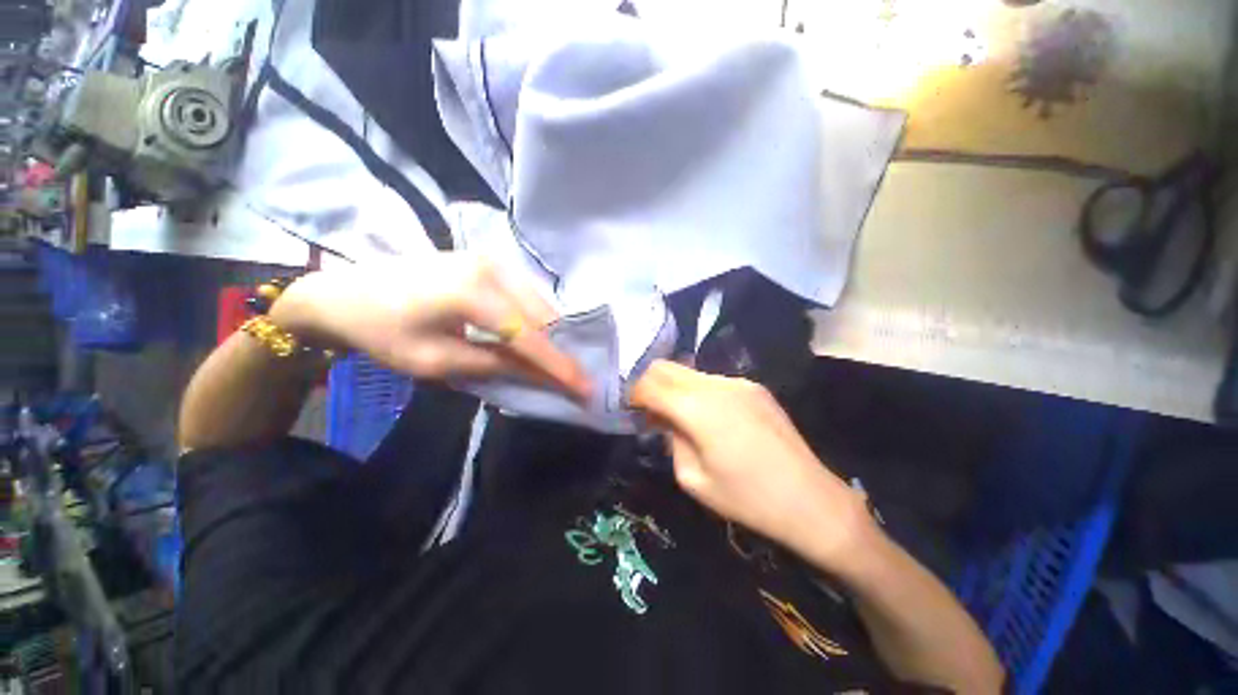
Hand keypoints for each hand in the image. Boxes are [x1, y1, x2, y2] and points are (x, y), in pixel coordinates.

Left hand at [270, 253, 590, 400]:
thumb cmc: (380, 331)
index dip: (559, 365)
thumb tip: (540, 376)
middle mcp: (492, 267)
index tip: (585, 388)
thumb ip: (494, 365)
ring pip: (539, 304)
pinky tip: (539, 338)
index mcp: (471, 292)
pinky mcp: (490, 261)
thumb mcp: (435, 361)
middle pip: (542, 316)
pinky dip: (537, 320)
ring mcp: (493, 259)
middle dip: (561, 350)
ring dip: (552, 335)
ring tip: (561, 363)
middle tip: (576, 379)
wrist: (342, 292)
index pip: (528, 336)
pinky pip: (527, 295)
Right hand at [630, 360, 871, 569]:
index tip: (632, 410)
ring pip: (689, 372)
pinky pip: (713, 381)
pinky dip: (698, 392)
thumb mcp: (693, 479)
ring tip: (679, 416)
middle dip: (650, 384)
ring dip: (675, 388)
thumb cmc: (747, 498)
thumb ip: (671, 440)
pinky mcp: (754, 387)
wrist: (811, 499)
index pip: (650, 385)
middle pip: (666, 367)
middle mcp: (716, 385)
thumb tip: (665, 420)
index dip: (634, 395)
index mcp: (698, 409)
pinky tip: (708, 417)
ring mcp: (738, 382)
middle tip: (650, 412)